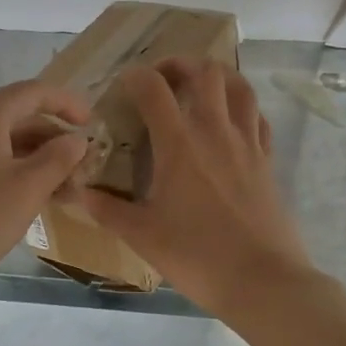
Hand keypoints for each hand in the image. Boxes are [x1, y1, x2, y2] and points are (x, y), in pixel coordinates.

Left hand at [0, 79, 91, 305]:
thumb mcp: (28, 189)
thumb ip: (59, 158)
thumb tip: (76, 140)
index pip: (34, 92)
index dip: (68, 104)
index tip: (94, 125)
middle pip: (18, 115)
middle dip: (54, 138)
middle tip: (83, 167)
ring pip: (2, 140)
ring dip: (36, 158)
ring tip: (64, 189)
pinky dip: (13, 169)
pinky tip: (31, 197)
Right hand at [82, 59, 315, 316]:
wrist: (262, 282)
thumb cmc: (197, 257)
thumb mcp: (142, 235)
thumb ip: (107, 209)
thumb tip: (78, 192)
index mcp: (179, 144)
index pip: (154, 88)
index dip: (135, 76)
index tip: (123, 84)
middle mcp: (215, 131)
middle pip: (205, 71)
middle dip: (181, 64)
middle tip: (163, 79)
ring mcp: (247, 143)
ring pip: (239, 86)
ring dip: (217, 76)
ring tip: (200, 87)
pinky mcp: (268, 160)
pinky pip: (258, 117)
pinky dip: (242, 107)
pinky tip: (230, 122)